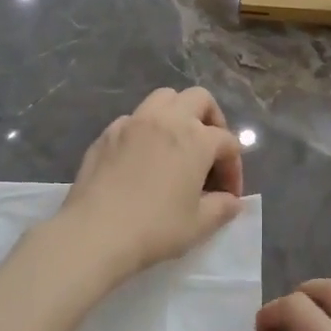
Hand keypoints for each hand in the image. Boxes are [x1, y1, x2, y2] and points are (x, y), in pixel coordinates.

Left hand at [56, 86, 245, 280]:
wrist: (96, 232)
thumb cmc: (156, 228)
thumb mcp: (199, 224)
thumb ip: (222, 208)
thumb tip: (232, 201)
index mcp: (196, 139)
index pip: (227, 142)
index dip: (234, 168)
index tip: (228, 195)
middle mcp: (166, 120)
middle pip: (199, 99)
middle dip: (212, 121)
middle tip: (210, 152)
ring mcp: (133, 123)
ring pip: (164, 98)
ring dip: (178, 114)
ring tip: (177, 144)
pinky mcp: (107, 134)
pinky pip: (134, 118)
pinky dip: (147, 129)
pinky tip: (143, 157)